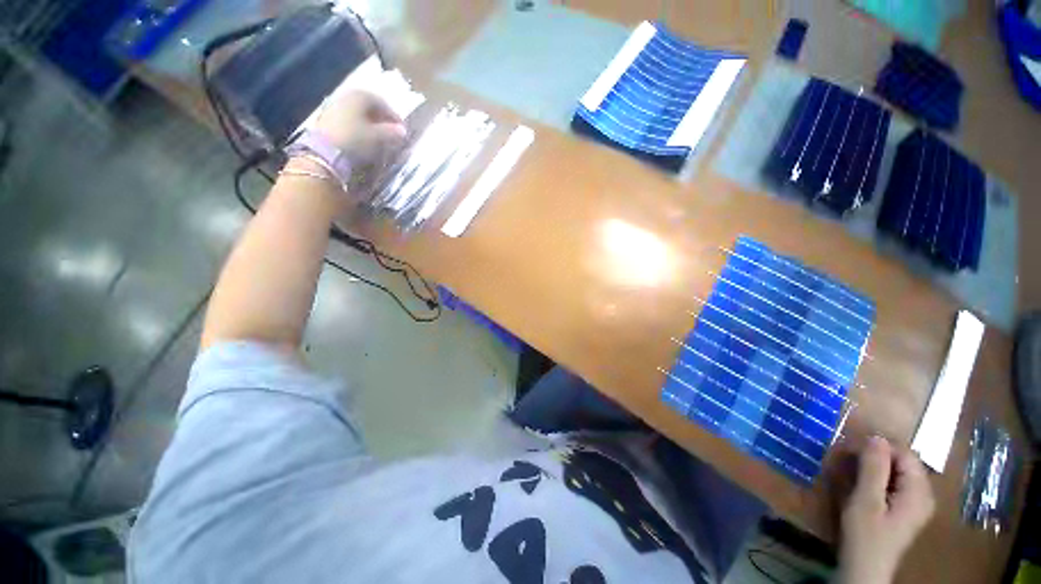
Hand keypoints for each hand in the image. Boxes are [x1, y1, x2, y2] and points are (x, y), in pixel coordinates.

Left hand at [314, 90, 406, 173]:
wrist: (324, 151)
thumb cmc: (355, 139)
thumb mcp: (377, 137)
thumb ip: (391, 132)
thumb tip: (403, 131)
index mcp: (361, 95)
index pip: (383, 103)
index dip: (394, 117)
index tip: (402, 130)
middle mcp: (347, 95)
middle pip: (369, 106)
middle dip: (382, 119)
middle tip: (391, 132)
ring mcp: (335, 105)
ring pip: (359, 112)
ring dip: (370, 122)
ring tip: (379, 136)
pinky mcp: (327, 117)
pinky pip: (349, 118)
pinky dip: (359, 125)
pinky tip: (364, 137)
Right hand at [837, 437, 934, 583]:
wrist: (866, 568)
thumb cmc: (866, 534)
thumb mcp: (866, 500)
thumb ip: (874, 468)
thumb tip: (876, 437)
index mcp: (919, 491)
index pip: (905, 454)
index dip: (879, 446)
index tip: (851, 448)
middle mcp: (924, 494)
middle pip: (903, 462)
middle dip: (876, 455)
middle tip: (847, 457)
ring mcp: (916, 503)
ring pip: (898, 471)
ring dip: (875, 466)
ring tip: (851, 468)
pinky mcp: (906, 509)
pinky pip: (895, 482)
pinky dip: (878, 477)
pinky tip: (862, 483)